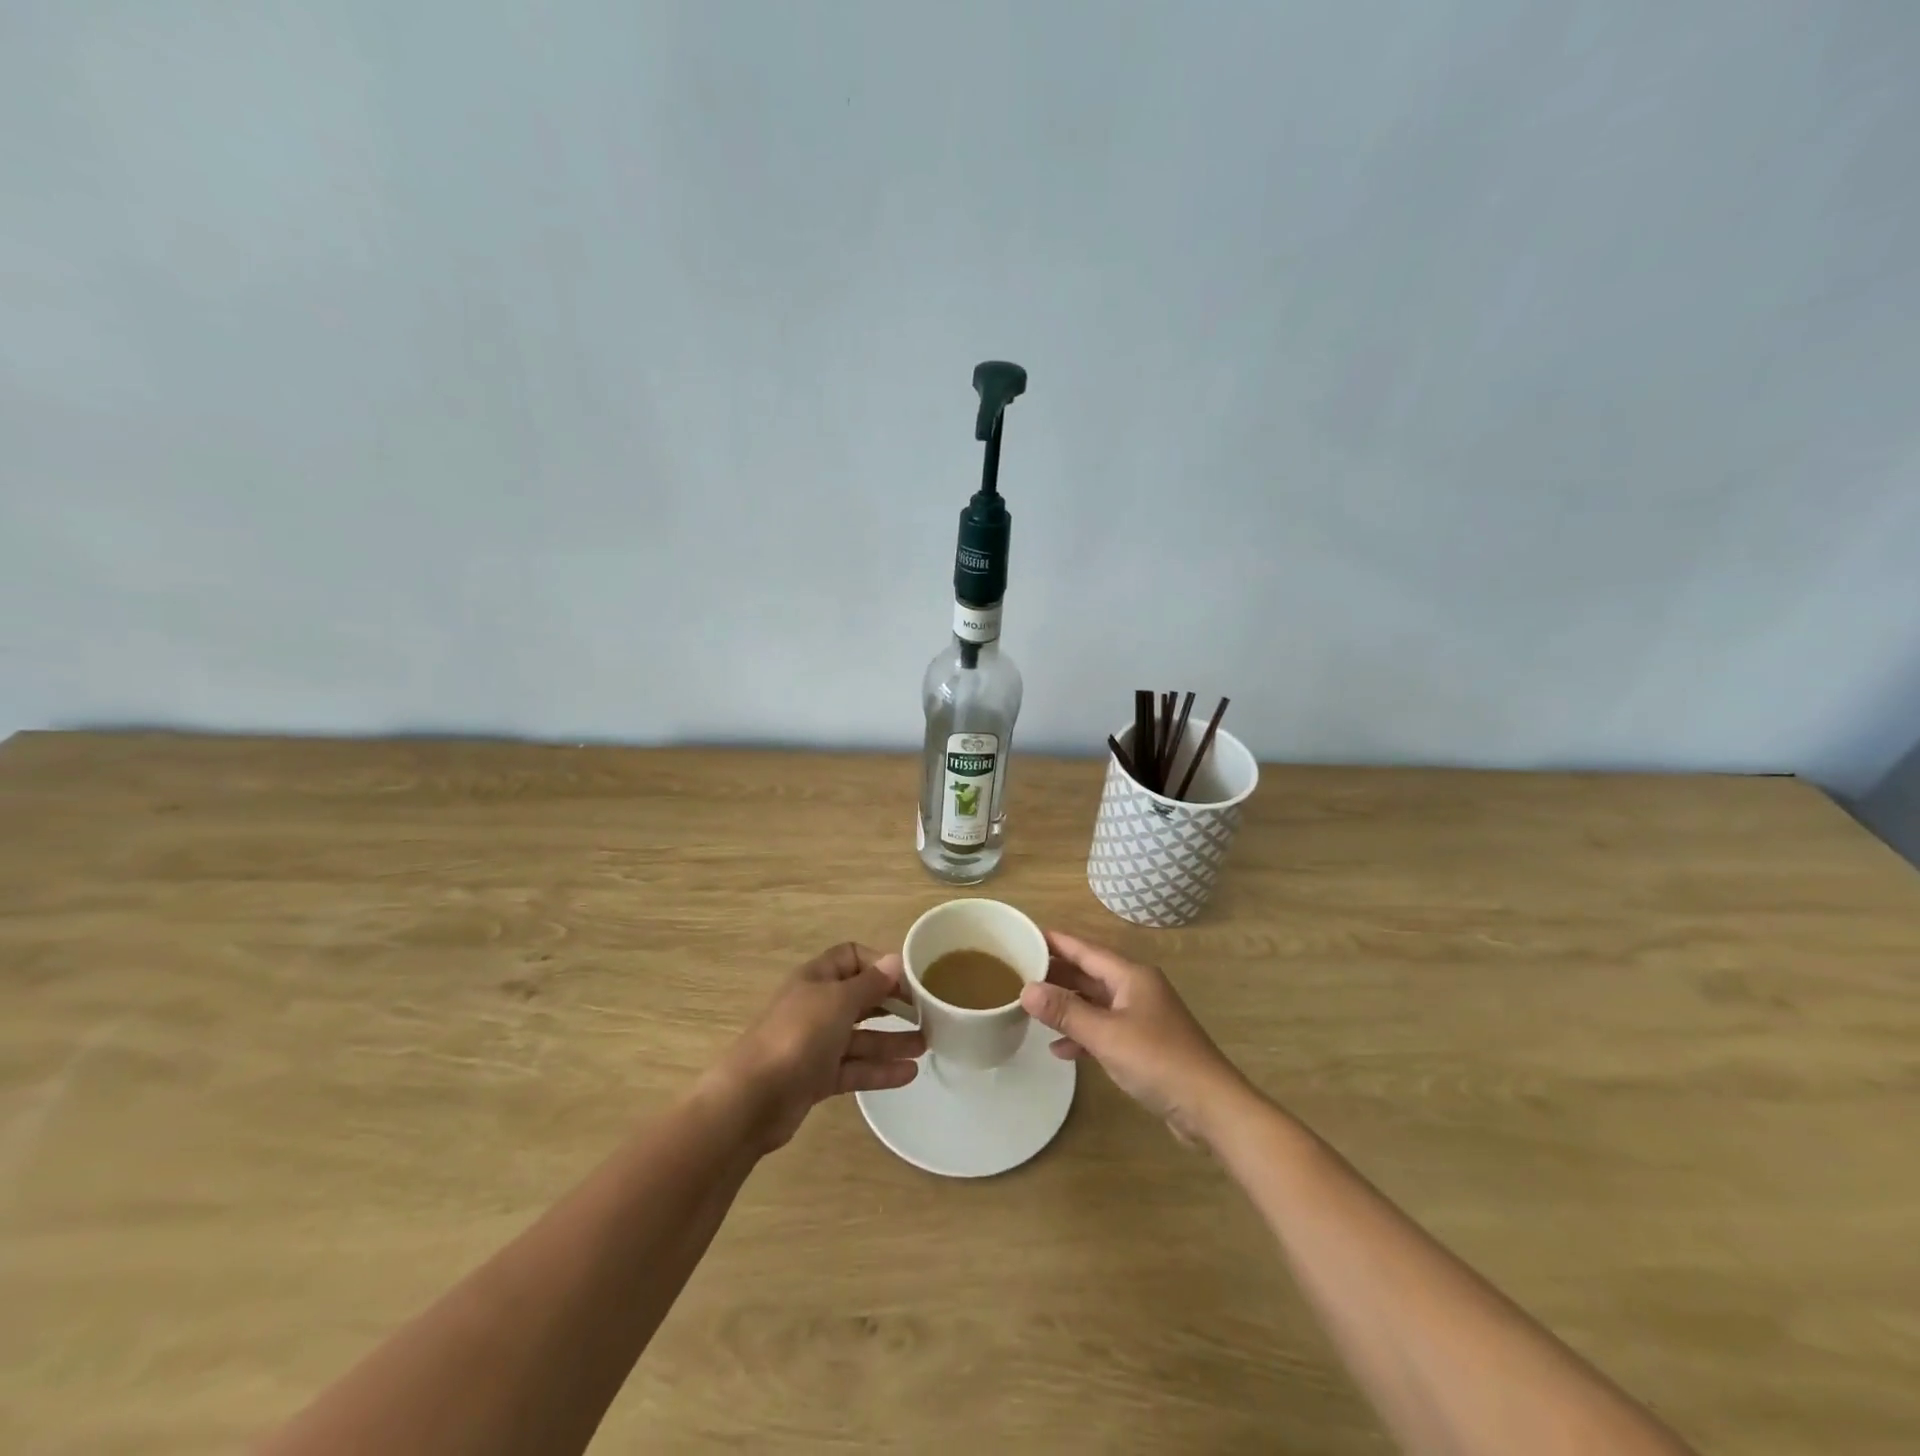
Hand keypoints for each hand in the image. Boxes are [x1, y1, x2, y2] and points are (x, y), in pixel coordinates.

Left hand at [708, 943, 923, 1153]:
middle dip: (892, 1003)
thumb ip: (870, 984)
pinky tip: (909, 1073)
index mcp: (816, 978)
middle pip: (860, 998)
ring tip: (927, 1045)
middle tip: (927, 1012)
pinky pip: (855, 1068)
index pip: (852, 957)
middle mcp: (816, 1006)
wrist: (752, 1098)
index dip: (880, 964)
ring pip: (861, 1036)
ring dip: (892, 1039)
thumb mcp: (838, 1001)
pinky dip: (880, 1070)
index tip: (910, 979)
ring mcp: (816, 1043)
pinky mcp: (817, 1077)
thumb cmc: (798, 1036)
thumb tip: (895, 961)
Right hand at [1021, 929, 1251, 1145]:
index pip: (1086, 950)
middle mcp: (1137, 989)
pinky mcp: (1144, 1044)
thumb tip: (1027, 989)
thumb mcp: (1106, 1035)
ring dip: (1068, 1005)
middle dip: (1057, 974)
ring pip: (1096, 1002)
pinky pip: (1105, 1029)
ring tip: (1033, 1007)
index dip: (1057, 942)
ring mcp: (1142, 1017)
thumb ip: (1066, 1012)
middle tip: (1020, 972)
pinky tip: (1060, 1049)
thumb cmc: (1158, 1061)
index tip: (1026, 935)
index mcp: (1131, 976)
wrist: (1211, 1107)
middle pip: (1090, 974)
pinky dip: (1084, 1034)